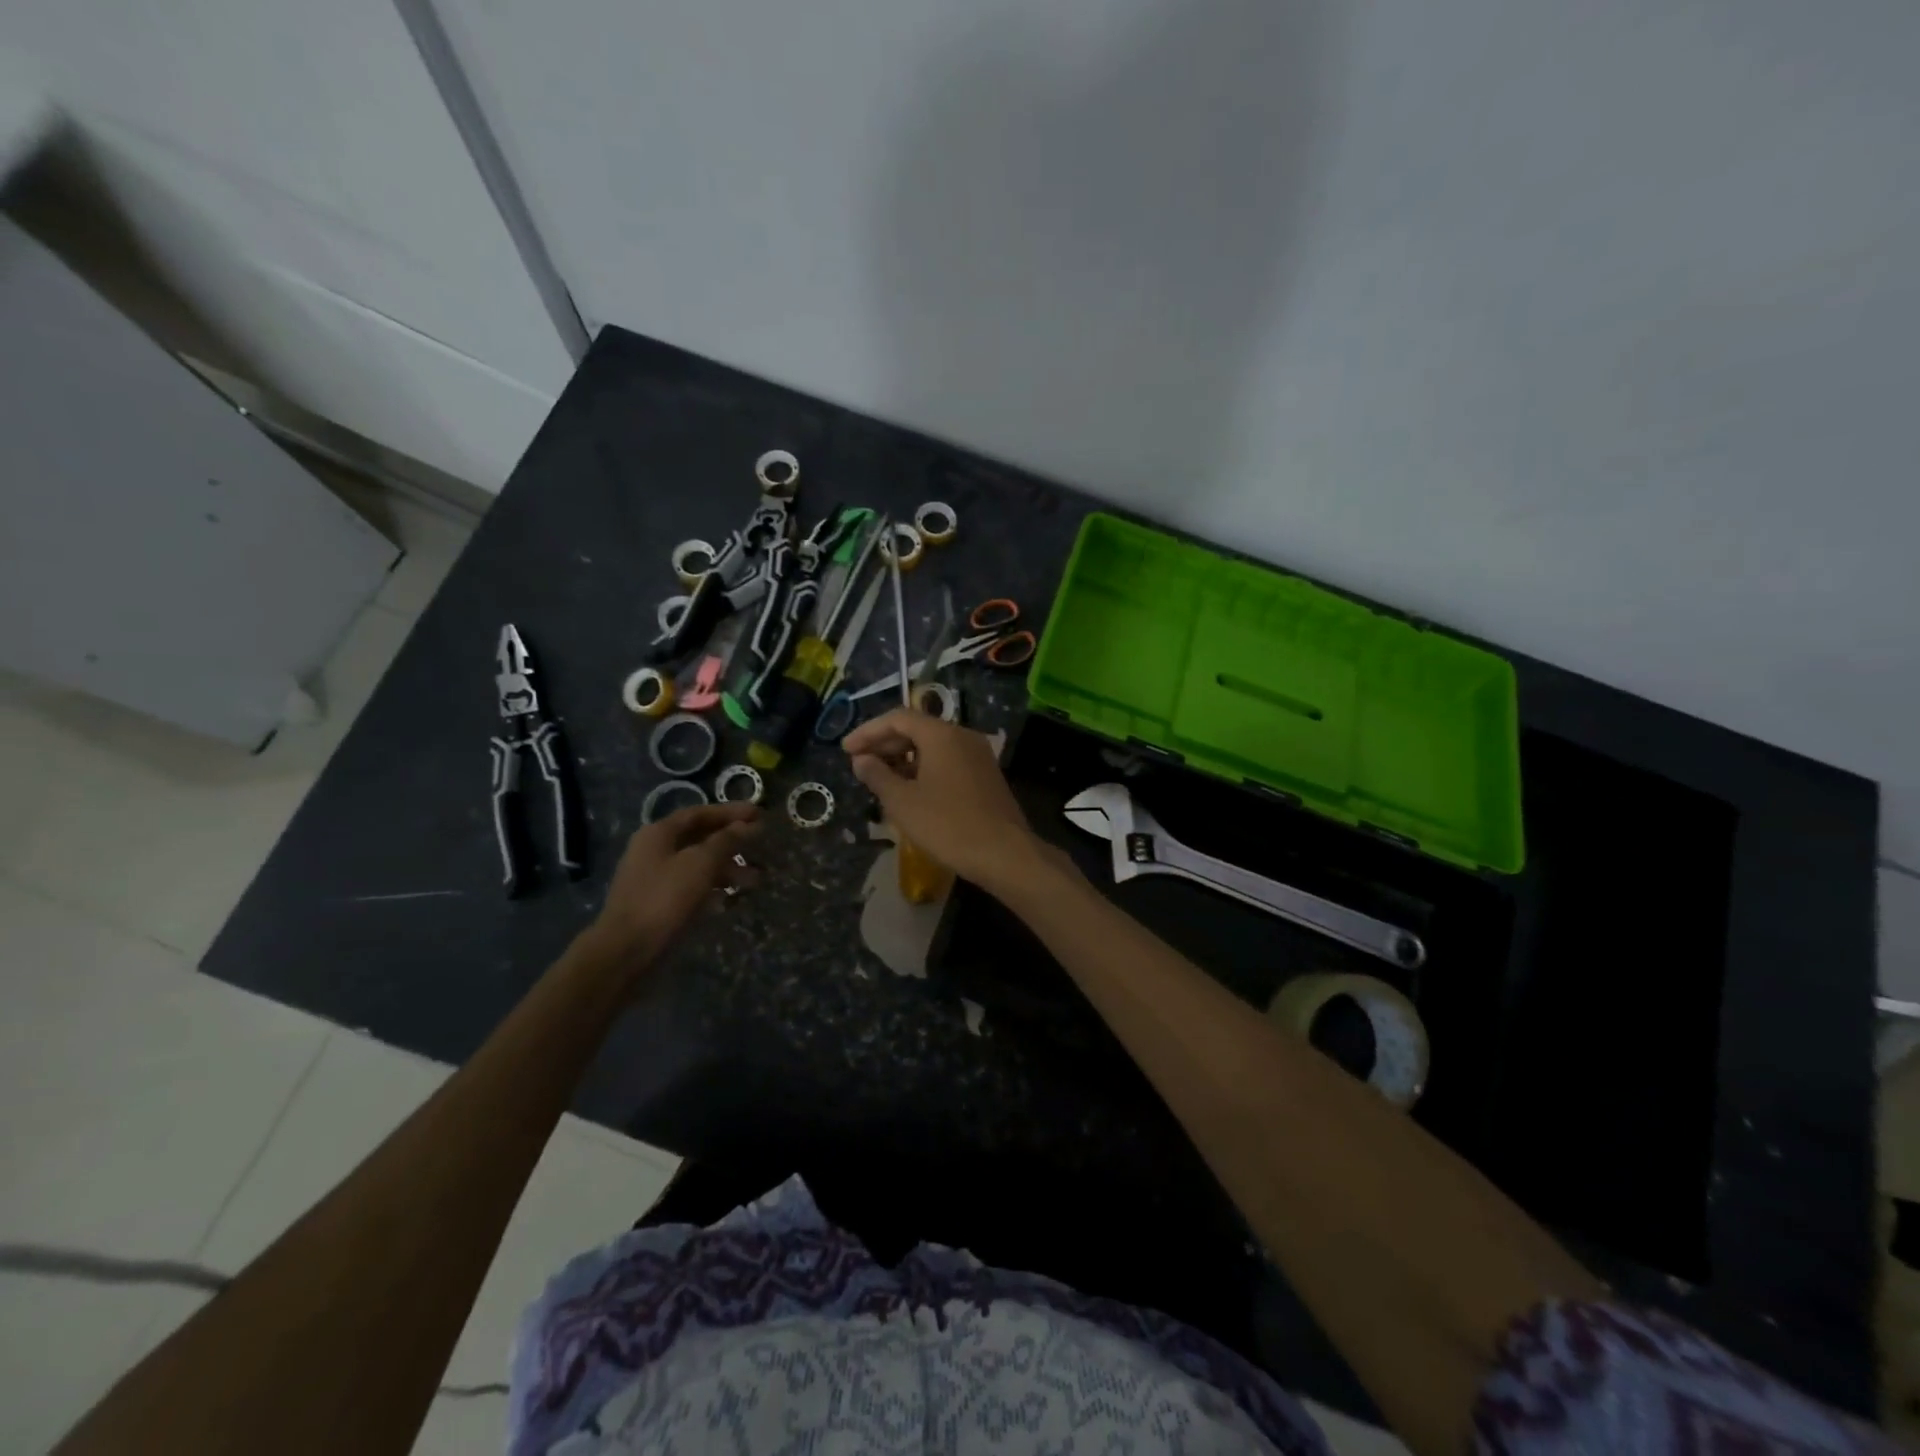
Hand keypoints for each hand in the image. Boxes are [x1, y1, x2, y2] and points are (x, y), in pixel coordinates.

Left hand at [589, 802, 760, 964]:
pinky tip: (732, 899)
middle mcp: (654, 851)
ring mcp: (655, 879)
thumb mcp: (701, 864)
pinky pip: (692, 888)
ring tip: (756, 880)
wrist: (626, 952)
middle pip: (700, 838)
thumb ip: (727, 841)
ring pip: (698, 865)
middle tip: (762, 845)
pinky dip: (713, 889)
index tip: (760, 814)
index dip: (731, 812)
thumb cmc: (664, 899)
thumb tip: (749, 825)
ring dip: (727, 869)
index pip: (700, 813)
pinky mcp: (659, 904)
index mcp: (659, 833)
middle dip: (733, 842)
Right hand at [843, 708, 1038, 888]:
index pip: (898, 718)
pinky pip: (948, 761)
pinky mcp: (986, 775)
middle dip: (885, 744)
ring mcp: (978, 755)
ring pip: (933, 746)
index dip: (868, 731)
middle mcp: (962, 736)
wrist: (1004, 853)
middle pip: (917, 729)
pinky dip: (924, 768)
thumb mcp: (903, 802)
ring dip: (904, 757)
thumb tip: (861, 759)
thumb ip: (878, 775)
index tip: (846, 750)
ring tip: (879, 778)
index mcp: (942, 735)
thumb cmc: (948, 825)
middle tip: (859, 763)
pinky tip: (910, 790)